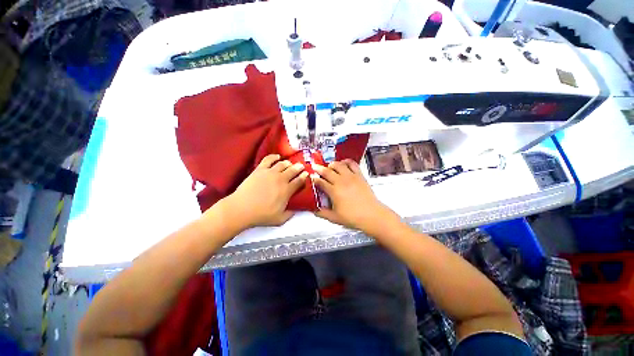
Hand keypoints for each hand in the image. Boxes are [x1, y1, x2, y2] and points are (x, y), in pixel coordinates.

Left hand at [224, 154, 307, 227]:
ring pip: (282, 164)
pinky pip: (268, 159)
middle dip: (299, 167)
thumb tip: (295, 211)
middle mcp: (281, 179)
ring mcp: (270, 173)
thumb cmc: (261, 215)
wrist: (242, 209)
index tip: (306, 174)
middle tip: (301, 166)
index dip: (304, 177)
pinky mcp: (260, 170)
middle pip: (293, 170)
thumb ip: (290, 214)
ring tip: (290, 163)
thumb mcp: (280, 219)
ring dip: (288, 163)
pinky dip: (274, 156)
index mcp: (287, 190)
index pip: (299, 181)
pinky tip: (277, 156)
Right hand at [311, 160, 395, 233]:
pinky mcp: (359, 175)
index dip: (315, 179)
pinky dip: (347, 161)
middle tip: (315, 166)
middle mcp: (341, 181)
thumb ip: (323, 213)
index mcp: (333, 191)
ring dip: (332, 164)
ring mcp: (351, 177)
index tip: (311, 177)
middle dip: (319, 168)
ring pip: (339, 165)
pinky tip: (344, 163)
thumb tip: (314, 211)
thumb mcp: (335, 218)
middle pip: (327, 171)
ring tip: (329, 166)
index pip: (321, 182)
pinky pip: (352, 164)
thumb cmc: (352, 217)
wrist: (371, 215)